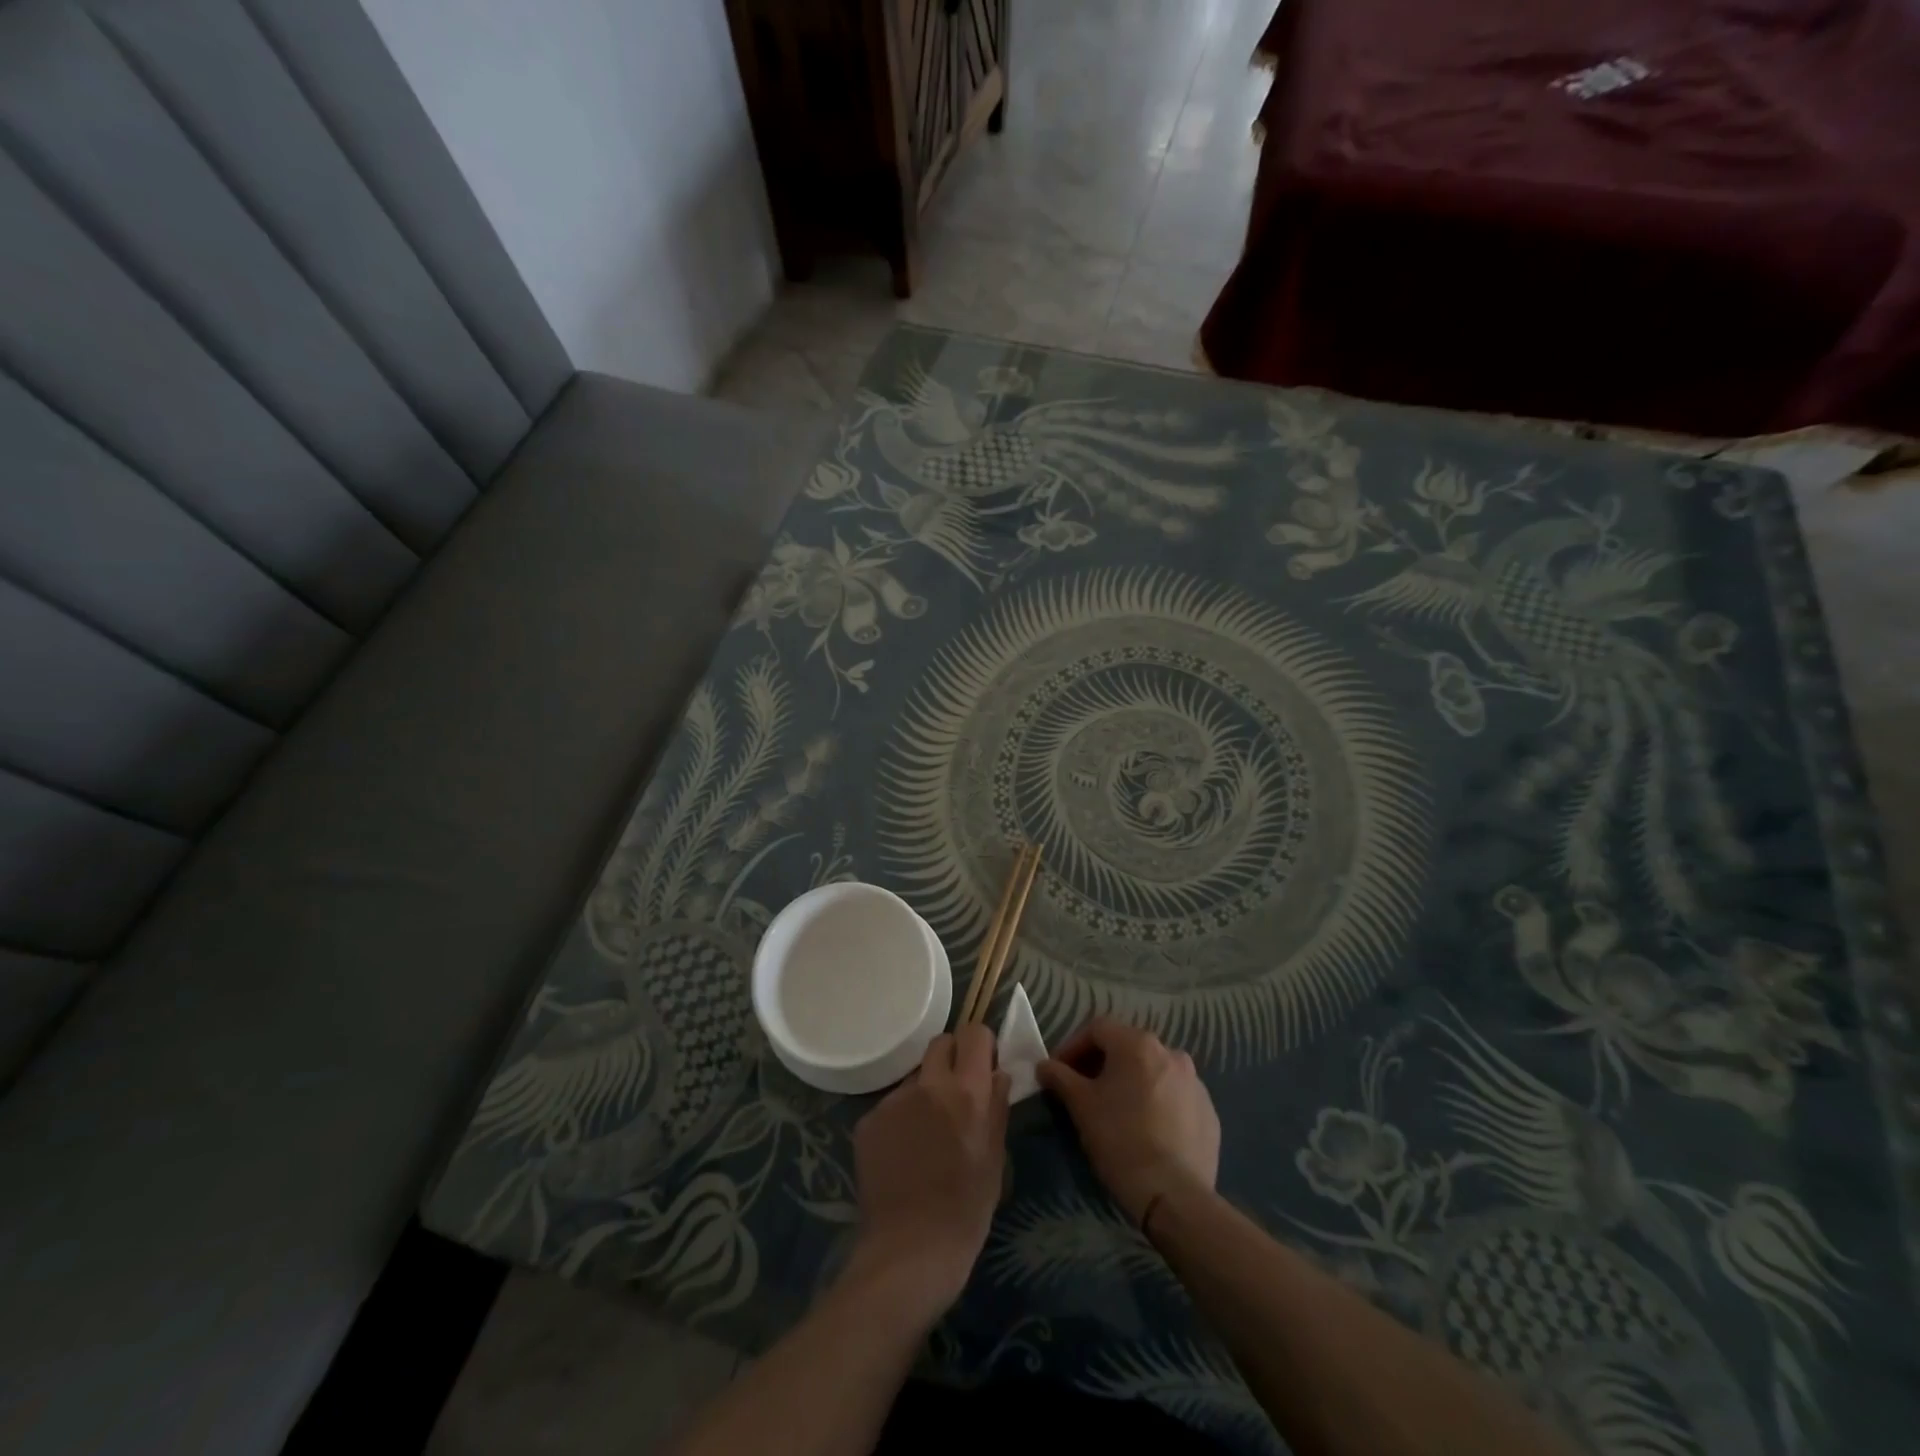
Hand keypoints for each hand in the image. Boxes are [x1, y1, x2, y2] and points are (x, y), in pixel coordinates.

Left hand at [848, 1024, 1009, 1318]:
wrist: (909, 1252)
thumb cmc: (965, 1210)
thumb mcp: (995, 1159)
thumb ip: (997, 1107)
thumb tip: (998, 1074)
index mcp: (966, 1092)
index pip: (973, 1033)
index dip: (981, 1044)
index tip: (985, 1064)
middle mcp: (927, 1085)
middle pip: (940, 1043)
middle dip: (953, 1058)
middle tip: (958, 1093)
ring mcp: (893, 1101)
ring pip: (915, 1076)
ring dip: (926, 1091)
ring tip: (928, 1134)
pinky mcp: (867, 1121)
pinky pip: (892, 1104)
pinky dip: (902, 1117)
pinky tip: (904, 1152)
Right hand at [1036, 1017, 1219, 1225]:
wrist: (1174, 1195)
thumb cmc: (1120, 1140)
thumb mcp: (1081, 1106)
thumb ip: (1060, 1077)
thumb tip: (1045, 1066)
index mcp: (1138, 1044)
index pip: (1097, 1029)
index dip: (1073, 1046)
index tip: (1058, 1071)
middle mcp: (1170, 1053)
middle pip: (1127, 1047)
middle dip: (1101, 1063)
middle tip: (1083, 1089)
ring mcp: (1194, 1082)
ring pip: (1153, 1071)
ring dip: (1131, 1081)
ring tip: (1116, 1109)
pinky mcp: (1209, 1112)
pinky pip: (1174, 1096)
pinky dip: (1156, 1102)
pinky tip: (1146, 1128)